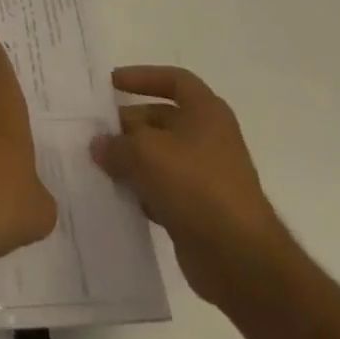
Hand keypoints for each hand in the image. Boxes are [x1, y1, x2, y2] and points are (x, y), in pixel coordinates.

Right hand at [92, 66, 293, 309]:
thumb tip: (99, 145)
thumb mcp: (145, 153)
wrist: (241, 261)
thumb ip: (116, 144)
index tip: (113, 84)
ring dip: (133, 161)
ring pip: (162, 157)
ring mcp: (208, 176)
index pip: (174, 80)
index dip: (142, 77)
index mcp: (206, 112)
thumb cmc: (195, 186)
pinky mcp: (202, 211)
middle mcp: (210, 138)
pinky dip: (145, 191)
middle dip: (129, 125)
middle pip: (162, 119)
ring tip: (102, 166)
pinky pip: (166, 190)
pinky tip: (122, 198)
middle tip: (98, 134)